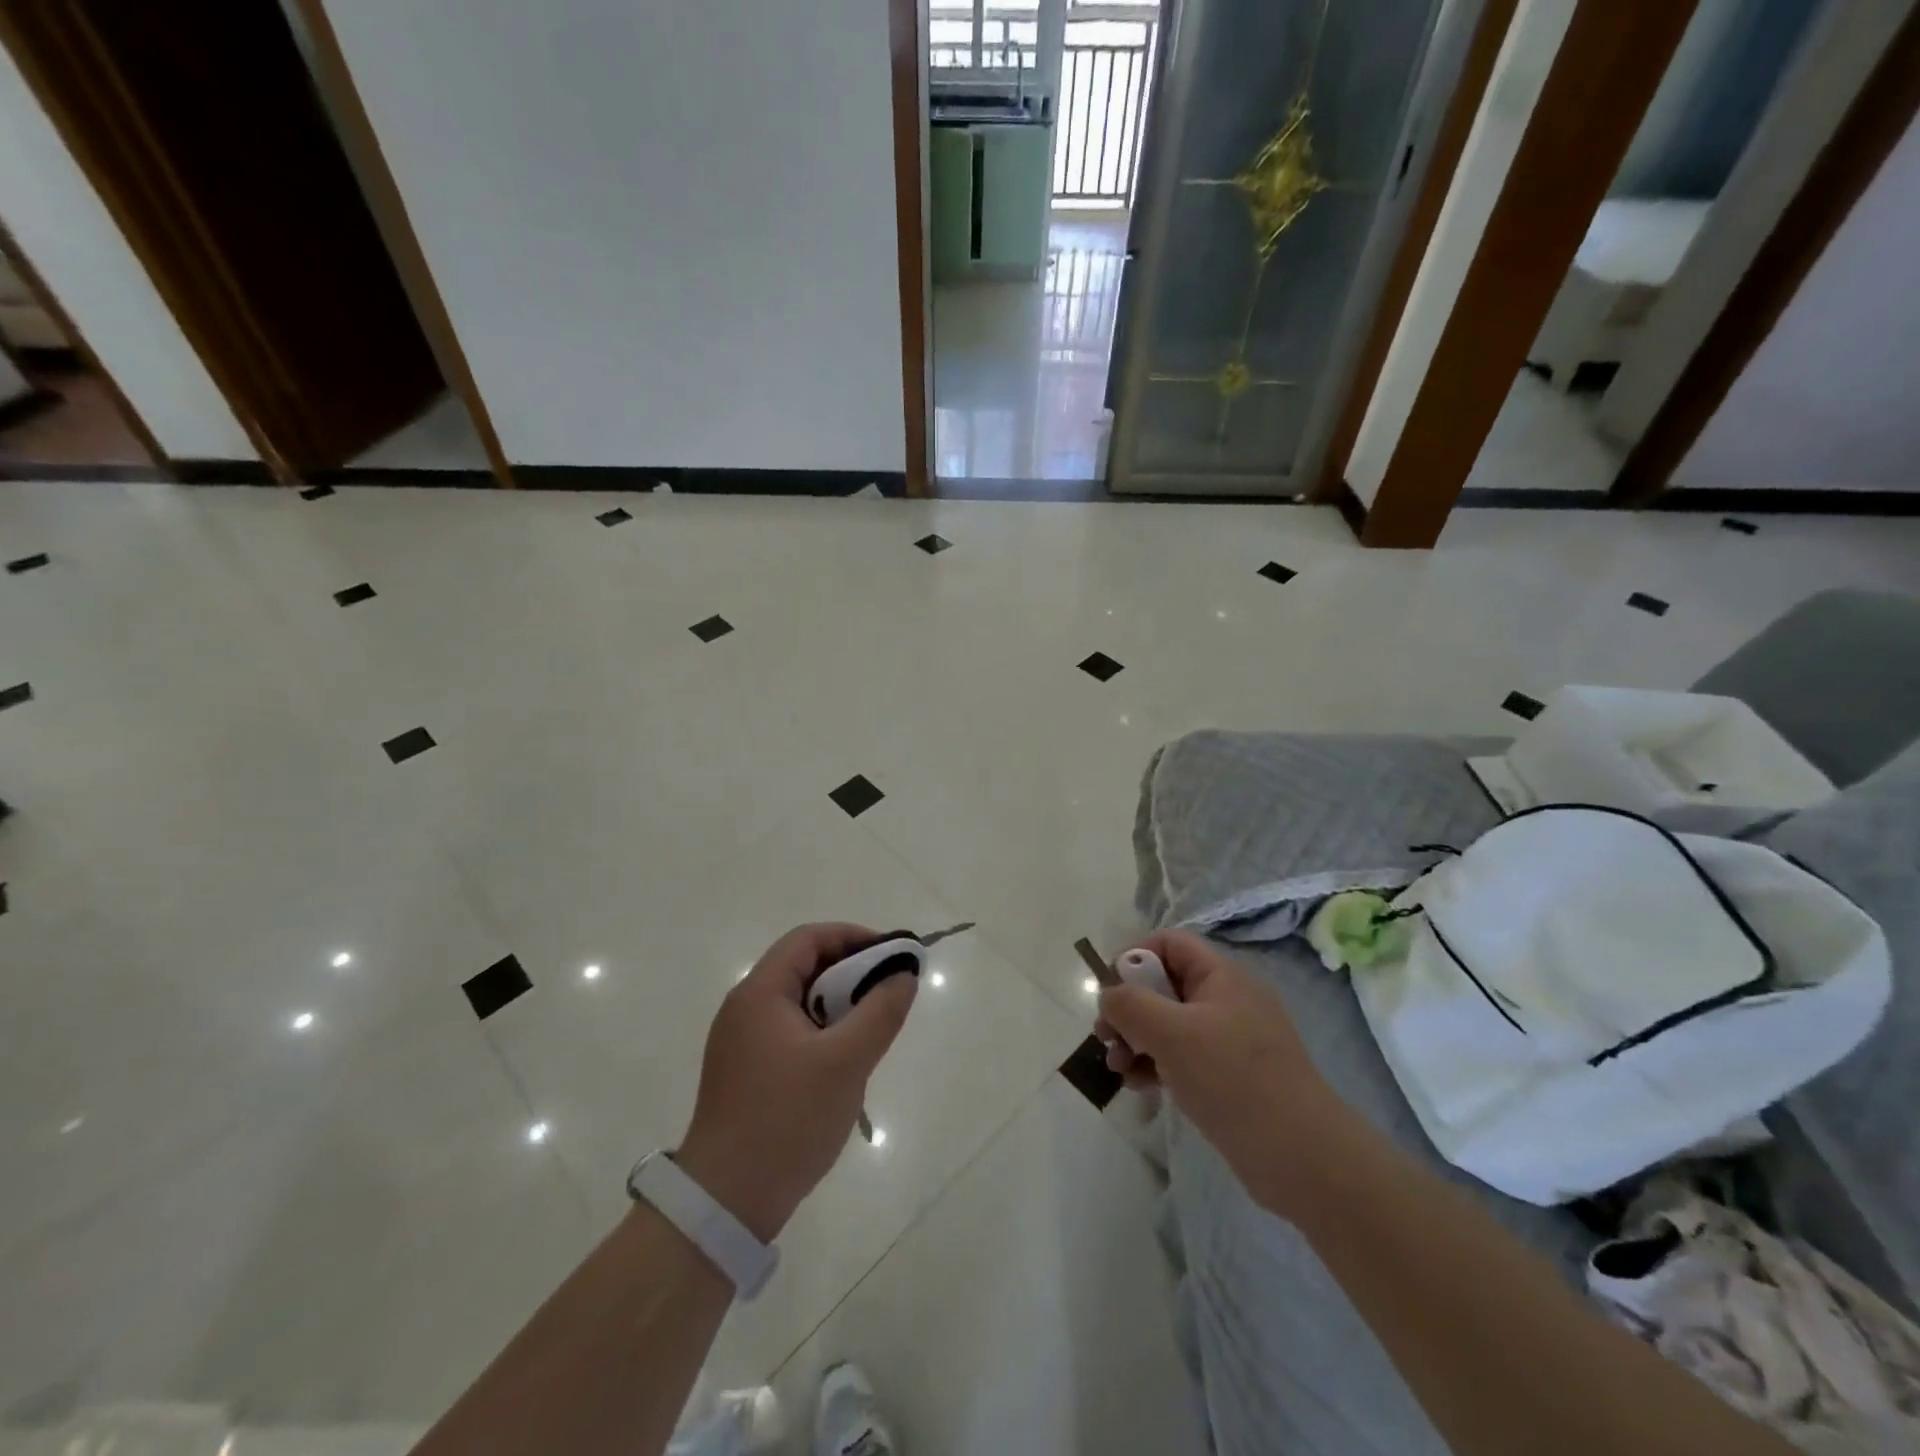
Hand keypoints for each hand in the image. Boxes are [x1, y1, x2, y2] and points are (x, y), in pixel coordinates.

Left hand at [675, 923, 915, 1241]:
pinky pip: (791, 1032)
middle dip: (850, 973)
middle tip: (888, 993)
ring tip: (872, 1029)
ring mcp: (742, 1043)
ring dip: (838, 1006)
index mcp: (759, 994)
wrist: (726, 1203)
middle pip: (803, 967)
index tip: (891, 956)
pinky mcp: (746, 1072)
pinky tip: (844, 1063)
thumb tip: (904, 975)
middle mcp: (745, 1009)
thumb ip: (881, 1012)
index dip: (852, 937)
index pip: (808, 939)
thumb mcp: (846, 1062)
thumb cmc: (787, 1119)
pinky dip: (822, 1032)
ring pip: (800, 1003)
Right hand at [1097, 929, 1351, 1219]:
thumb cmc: (1235, 1080)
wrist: (1302, 1159)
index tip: (1111, 991)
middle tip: (1104, 1036)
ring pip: (1167, 1024)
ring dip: (1135, 1040)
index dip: (1135, 957)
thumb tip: (1108, 996)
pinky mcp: (1226, 1077)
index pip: (1170, 944)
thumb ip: (1131, 1005)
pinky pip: (1180, 1057)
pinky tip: (1137, 1086)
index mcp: (1221, 977)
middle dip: (1128, 1008)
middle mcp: (1225, 1001)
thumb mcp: (1173, 1033)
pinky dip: (1154, 1065)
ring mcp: (1227, 1041)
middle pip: (1163, 985)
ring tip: (1116, 1068)